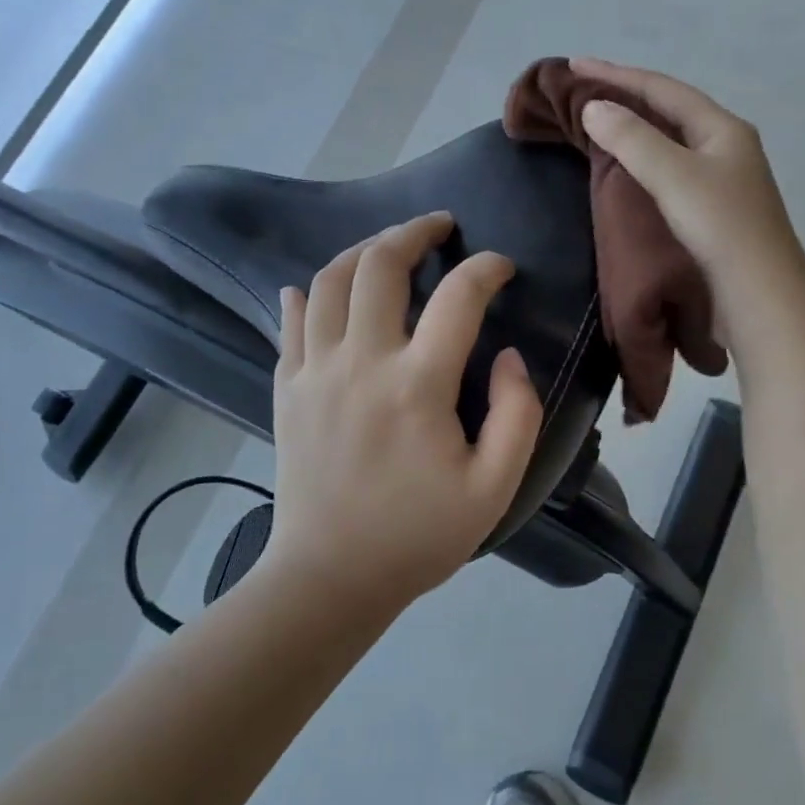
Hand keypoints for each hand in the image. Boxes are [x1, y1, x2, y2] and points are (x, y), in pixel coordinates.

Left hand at [264, 212, 543, 612]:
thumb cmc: (418, 535)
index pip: (459, 297)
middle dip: (413, 232)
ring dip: (361, 250)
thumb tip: (508, 355)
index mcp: (417, 385)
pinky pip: (290, 321)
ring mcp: (314, 371)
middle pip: (379, 265)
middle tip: (439, 226)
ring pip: (328, 280)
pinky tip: (318, 288)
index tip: (500, 267)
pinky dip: (305, 294)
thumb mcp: (494, 488)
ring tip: (387, 245)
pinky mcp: (287, 387)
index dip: (486, 268)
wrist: (329, 578)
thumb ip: (518, 415)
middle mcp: (361, 362)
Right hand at [572, 57, 804, 327]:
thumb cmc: (720, 227)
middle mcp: (726, 145)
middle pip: (669, 109)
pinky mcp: (715, 208)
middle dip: (626, 95)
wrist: (761, 295)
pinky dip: (643, 157)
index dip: (617, 74)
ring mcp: (723, 178)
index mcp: (722, 128)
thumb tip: (594, 107)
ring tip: (599, 120)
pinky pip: (672, 167)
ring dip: (635, 126)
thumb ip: (632, 139)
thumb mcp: (673, 176)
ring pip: (671, 139)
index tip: (575, 65)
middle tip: (583, 88)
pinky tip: (628, 166)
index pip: (662, 88)